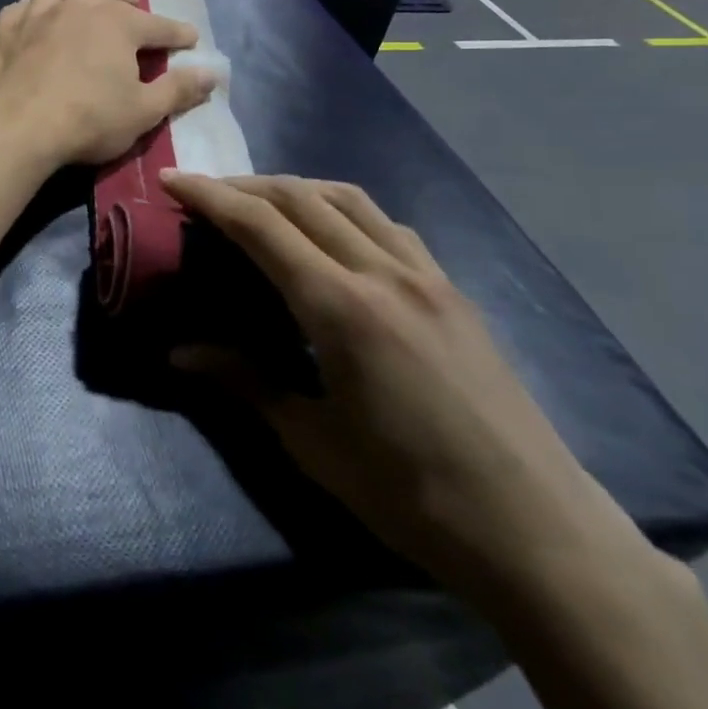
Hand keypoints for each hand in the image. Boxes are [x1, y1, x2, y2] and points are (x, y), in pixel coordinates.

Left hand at [0, 0, 215, 168]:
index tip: (190, 38)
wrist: (15, 127)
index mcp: (118, 24)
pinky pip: (20, 8)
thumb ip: (178, 90)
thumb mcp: (143, 112)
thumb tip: (212, 73)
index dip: (177, 33)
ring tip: (79, 10)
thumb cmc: (88, 120)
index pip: (158, 25)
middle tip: (134, 9)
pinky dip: (31, 12)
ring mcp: (37, 15)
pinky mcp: (4, 30)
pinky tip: (33, 25)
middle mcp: (79, 8)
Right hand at [162, 173, 655, 607]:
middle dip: (244, 185)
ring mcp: (425, 276)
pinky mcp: (452, 290)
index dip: (210, 196)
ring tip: (260, 200)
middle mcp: (383, 273)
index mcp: (340, 308)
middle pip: (301, 198)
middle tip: (204, 191)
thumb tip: (179, 352)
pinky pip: (387, 225)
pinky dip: (343, 209)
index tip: (172, 178)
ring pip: (348, 199)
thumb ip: (244, 381)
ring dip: (294, 187)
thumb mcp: (312, 441)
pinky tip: (332, 232)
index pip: (260, 226)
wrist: (535, 529)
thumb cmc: (410, 493)